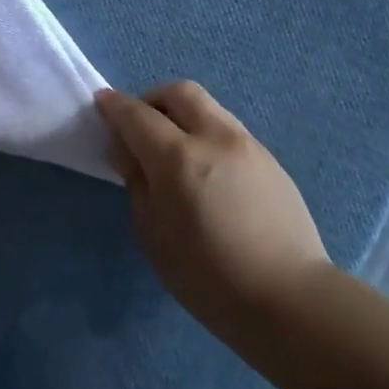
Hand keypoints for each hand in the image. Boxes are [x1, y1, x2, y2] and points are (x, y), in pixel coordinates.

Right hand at [95, 81, 333, 325]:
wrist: (287, 296)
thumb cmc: (207, 276)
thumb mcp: (154, 235)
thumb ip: (137, 183)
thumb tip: (127, 151)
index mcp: (179, 158)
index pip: (138, 116)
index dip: (115, 106)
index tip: (102, 103)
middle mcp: (215, 138)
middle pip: (180, 92)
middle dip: (152, 99)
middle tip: (139, 125)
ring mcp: (248, 144)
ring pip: (209, 107)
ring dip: (183, 115)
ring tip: (172, 150)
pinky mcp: (270, 159)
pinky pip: (229, 131)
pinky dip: (206, 134)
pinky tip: (206, 171)